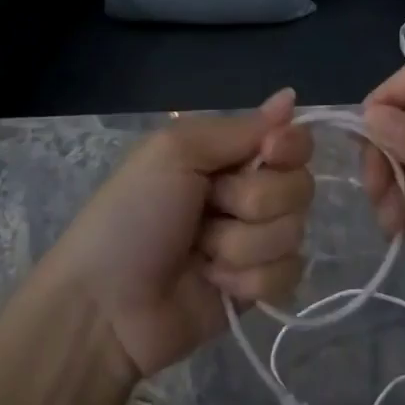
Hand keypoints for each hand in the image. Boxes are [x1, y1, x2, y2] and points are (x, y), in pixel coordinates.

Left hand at [48, 90, 314, 379]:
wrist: (105, 307)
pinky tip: (213, 283)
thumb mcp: (175, 153)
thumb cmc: (133, 215)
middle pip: (300, 186)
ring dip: (241, 244)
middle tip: (209, 208)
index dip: (291, 146)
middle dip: (254, 201)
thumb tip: (290, 96)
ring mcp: (255, 241)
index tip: (268, 154)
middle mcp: (248, 192)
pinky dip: (248, 280)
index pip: (292, 140)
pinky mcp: (258, 287)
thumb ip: (239, 128)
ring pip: (293, 231)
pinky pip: (287, 274)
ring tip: (200, 253)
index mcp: (228, 154)